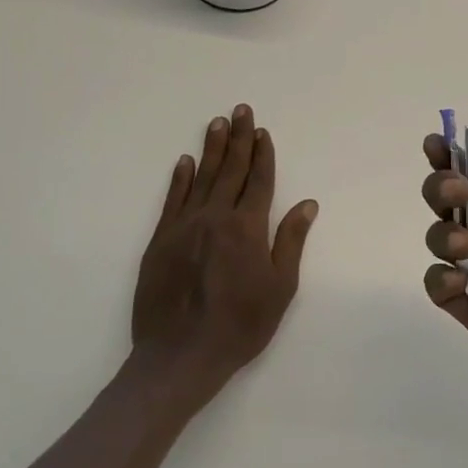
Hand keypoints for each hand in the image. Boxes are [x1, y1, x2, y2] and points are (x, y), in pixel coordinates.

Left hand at [133, 105, 318, 402]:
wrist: (179, 357)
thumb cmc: (240, 326)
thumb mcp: (280, 288)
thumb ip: (291, 242)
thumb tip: (307, 204)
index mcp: (247, 228)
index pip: (259, 181)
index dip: (263, 154)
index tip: (263, 131)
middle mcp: (215, 218)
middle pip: (230, 170)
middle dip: (238, 138)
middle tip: (240, 110)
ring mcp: (184, 227)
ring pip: (200, 178)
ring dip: (211, 149)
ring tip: (217, 123)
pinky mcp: (160, 241)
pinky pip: (172, 200)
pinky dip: (179, 179)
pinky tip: (184, 162)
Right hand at [421, 130, 467, 430]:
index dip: (459, 155)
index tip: (438, 143)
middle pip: (454, 200)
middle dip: (442, 185)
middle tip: (458, 190)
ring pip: (442, 237)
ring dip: (443, 230)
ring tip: (466, 242)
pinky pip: (440, 287)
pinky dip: (441, 277)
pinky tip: (460, 279)